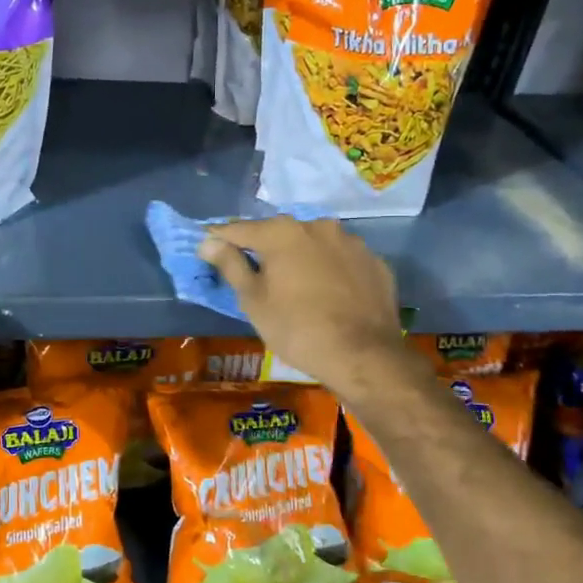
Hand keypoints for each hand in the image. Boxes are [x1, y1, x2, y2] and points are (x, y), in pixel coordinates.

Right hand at [197, 216, 405, 392]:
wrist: (364, 356)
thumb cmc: (297, 329)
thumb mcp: (253, 301)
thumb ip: (230, 265)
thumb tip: (209, 242)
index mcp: (281, 232)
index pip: (239, 229)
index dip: (219, 240)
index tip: (207, 250)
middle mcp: (317, 226)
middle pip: (279, 234)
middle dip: (264, 250)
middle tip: (255, 275)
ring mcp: (351, 242)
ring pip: (313, 245)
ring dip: (300, 258)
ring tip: (295, 287)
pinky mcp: (375, 262)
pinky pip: (341, 261)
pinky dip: (330, 271)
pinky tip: (328, 295)